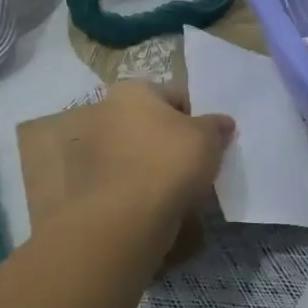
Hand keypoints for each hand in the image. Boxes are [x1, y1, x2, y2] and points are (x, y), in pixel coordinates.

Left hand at [48, 82, 233, 255]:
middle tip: (191, 165)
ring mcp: (89, 148)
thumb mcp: (208, 138)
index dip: (196, 119)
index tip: (207, 143)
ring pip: (133, 152)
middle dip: (168, 140)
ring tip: (174, 188)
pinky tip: (154, 202)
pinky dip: (136, 186)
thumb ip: (217, 126)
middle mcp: (103, 111)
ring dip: (150, 164)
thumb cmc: (170, 162)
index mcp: (131, 91)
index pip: (174, 97)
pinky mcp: (84, 182)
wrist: (127, 216)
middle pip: (148, 123)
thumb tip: (223, 123)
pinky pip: (121, 178)